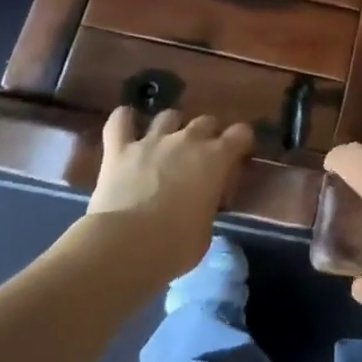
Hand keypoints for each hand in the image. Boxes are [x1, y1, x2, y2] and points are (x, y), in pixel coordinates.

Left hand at [88, 107, 253, 278]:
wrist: (126, 246)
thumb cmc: (174, 246)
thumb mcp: (206, 231)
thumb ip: (207, 207)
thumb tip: (201, 204)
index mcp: (216, 159)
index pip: (241, 133)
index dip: (241, 142)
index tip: (237, 158)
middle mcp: (188, 140)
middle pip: (206, 121)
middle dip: (206, 135)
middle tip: (199, 157)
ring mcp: (152, 141)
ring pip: (168, 115)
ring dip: (170, 127)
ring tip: (165, 143)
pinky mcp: (120, 149)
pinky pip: (120, 120)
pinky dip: (124, 119)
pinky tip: (126, 124)